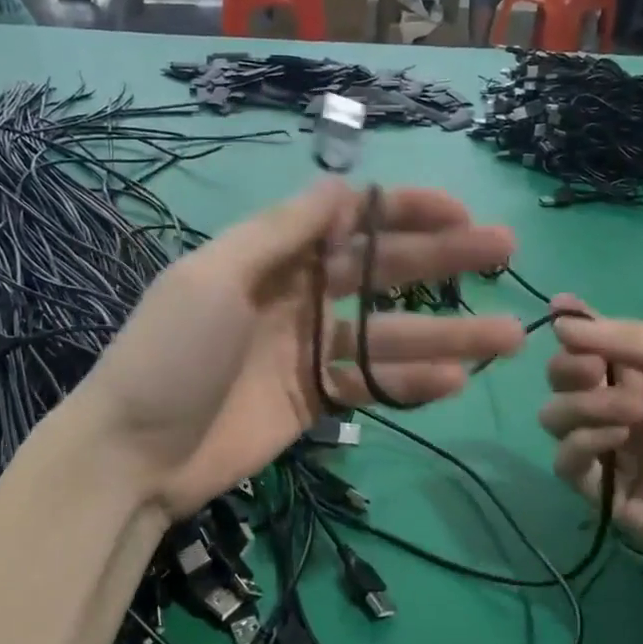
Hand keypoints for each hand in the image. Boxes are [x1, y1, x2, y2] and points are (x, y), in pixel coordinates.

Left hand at [70, 180, 523, 517]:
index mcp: (271, 259)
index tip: (457, 210)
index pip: (348, 222)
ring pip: (388, 335)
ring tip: (508, 336)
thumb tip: (341, 187)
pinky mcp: (314, 402)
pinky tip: (454, 382)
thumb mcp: (216, 278)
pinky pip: (371, 385)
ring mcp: (307, 353)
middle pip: (380, 274)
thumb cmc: (171, 356)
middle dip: (442, 262)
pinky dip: (410, 384)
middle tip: (504, 254)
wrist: (134, 456)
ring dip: (446, 335)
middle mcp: (296, 298)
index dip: (403, 212)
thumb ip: (280, 232)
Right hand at [538, 300, 642, 586]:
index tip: (558, 310)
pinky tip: (617, 440)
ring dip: (581, 404)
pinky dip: (581, 442)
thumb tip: (561, 320)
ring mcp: (612, 452)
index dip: (575, 326)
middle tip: (594, 370)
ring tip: (630, 414)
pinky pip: (565, 461)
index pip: (598, 344)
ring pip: (556, 417)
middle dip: (570, 366)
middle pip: (565, 378)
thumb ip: (635, 341)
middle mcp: (624, 410)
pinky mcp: (603, 493)